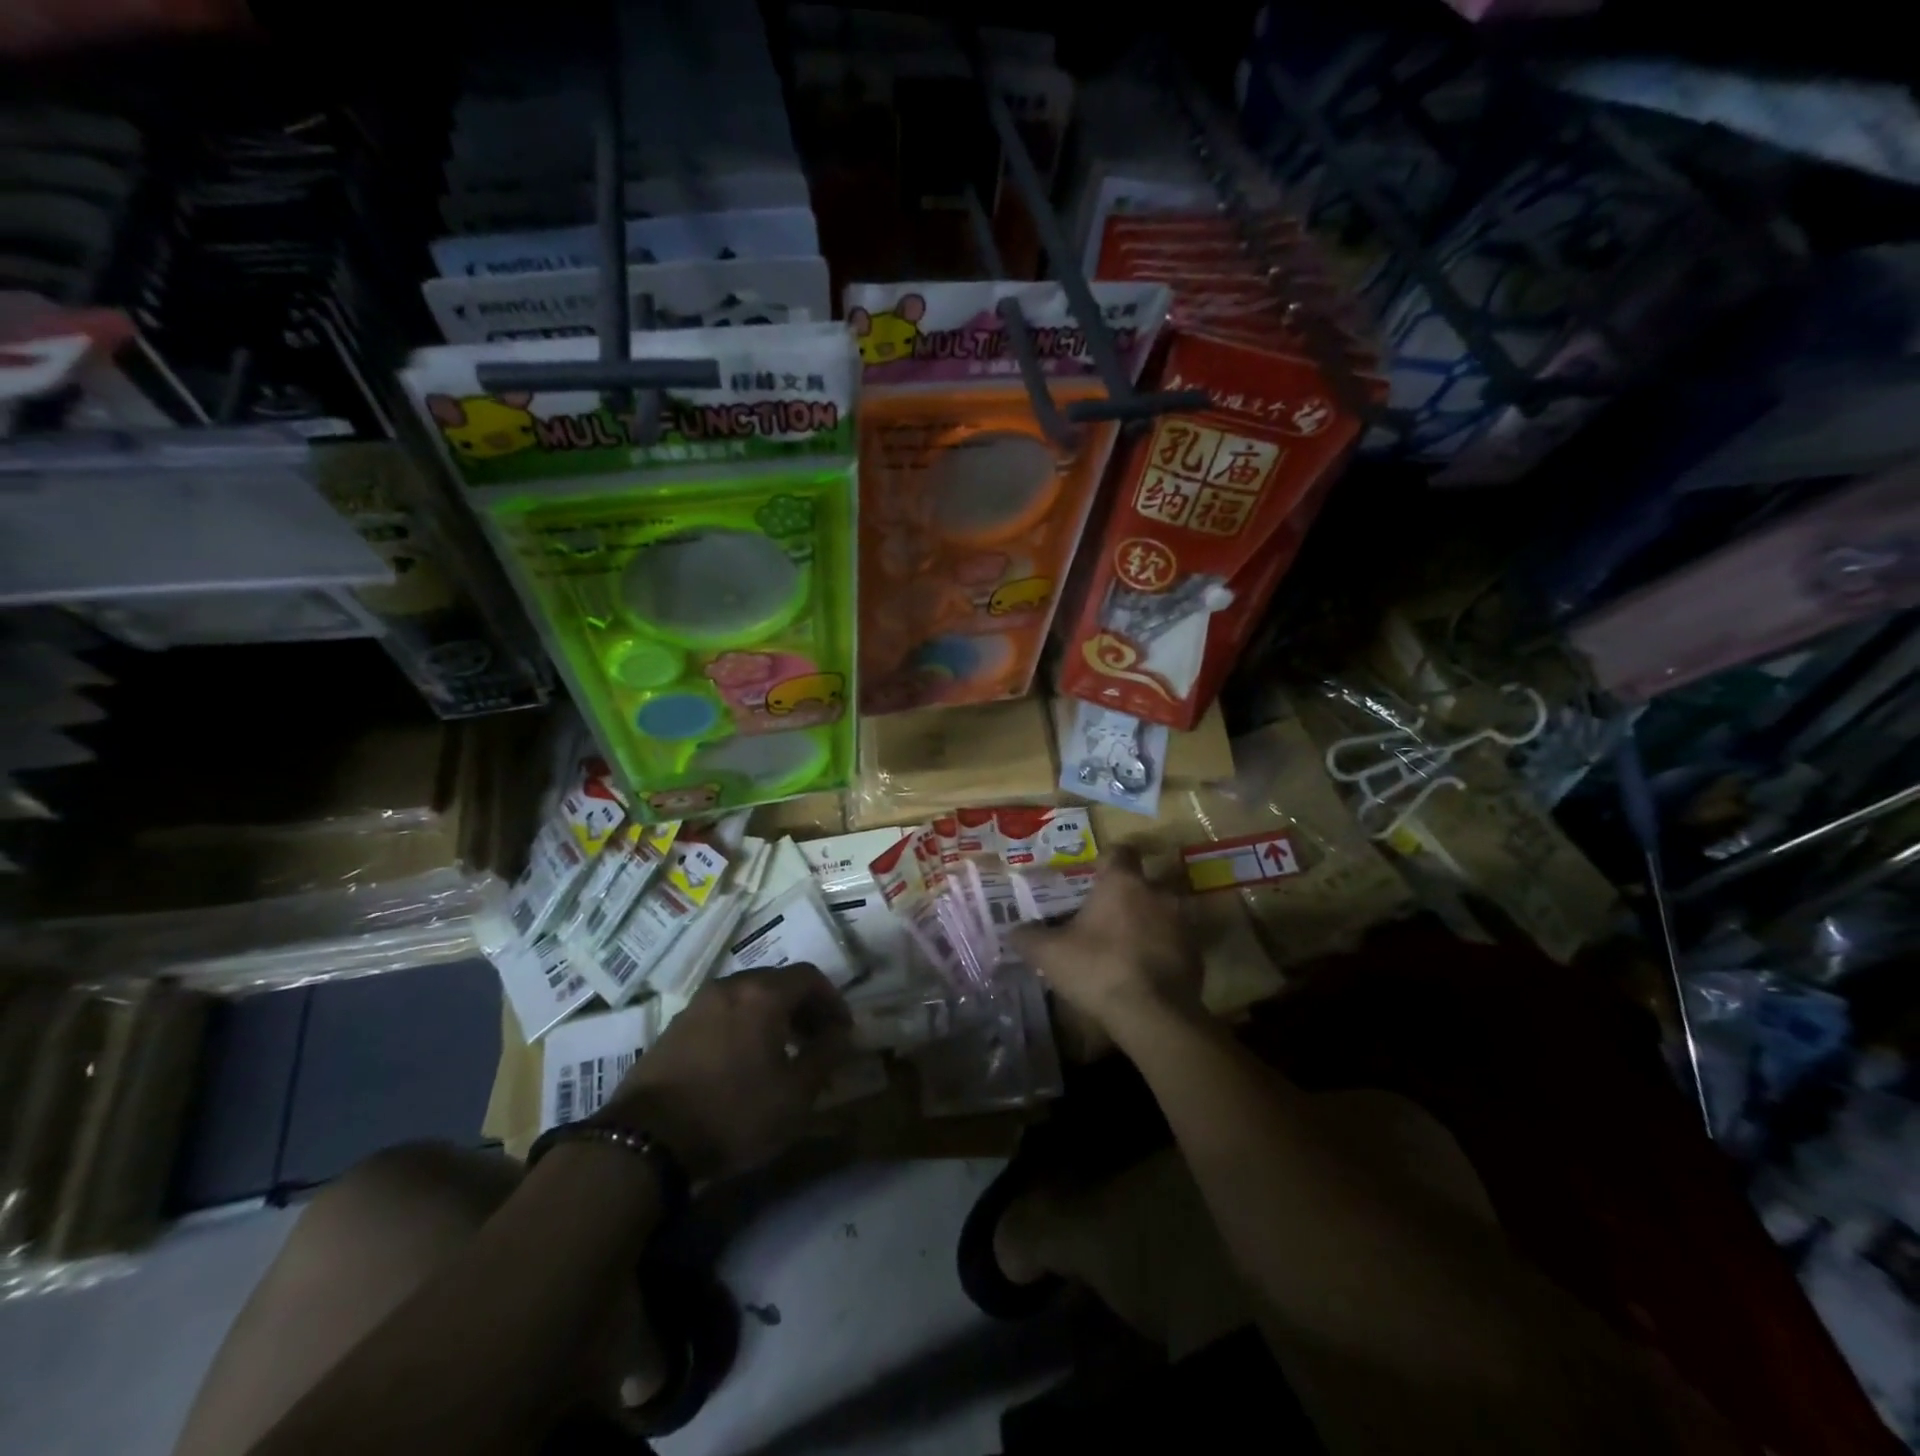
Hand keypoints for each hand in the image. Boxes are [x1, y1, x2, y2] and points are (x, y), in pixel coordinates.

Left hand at [603, 965, 851, 1182]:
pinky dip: (744, 1025)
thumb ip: (826, 1056)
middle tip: (815, 1040)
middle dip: (804, 1007)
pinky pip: (723, 1013)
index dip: (832, 1000)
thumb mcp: (795, 1094)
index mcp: (762, 994)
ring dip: (773, 1016)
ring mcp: (698, 1004)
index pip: (810, 976)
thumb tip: (840, 1033)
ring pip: (748, 996)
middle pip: (778, 982)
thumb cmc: (733, 1112)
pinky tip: (744, 1062)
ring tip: (782, 1053)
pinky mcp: (675, 1027)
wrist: (646, 1140)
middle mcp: (730, 987)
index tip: (842, 1030)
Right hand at [1007, 846, 1201, 1045]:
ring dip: (1150, 921)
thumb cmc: (1098, 969)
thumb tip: (1013, 931)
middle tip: (1109, 913)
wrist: (1154, 1014)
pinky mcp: (1197, 953)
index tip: (1095, 875)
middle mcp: (1157, 892)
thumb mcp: (1050, 954)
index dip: (1107, 860)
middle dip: (1130, 893)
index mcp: (1122, 882)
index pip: (1119, 851)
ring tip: (1129, 942)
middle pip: (1145, 881)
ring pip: (1165, 910)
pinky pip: (1177, 941)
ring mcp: (1182, 922)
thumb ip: (1029, 937)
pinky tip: (1147, 969)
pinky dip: (1164, 949)